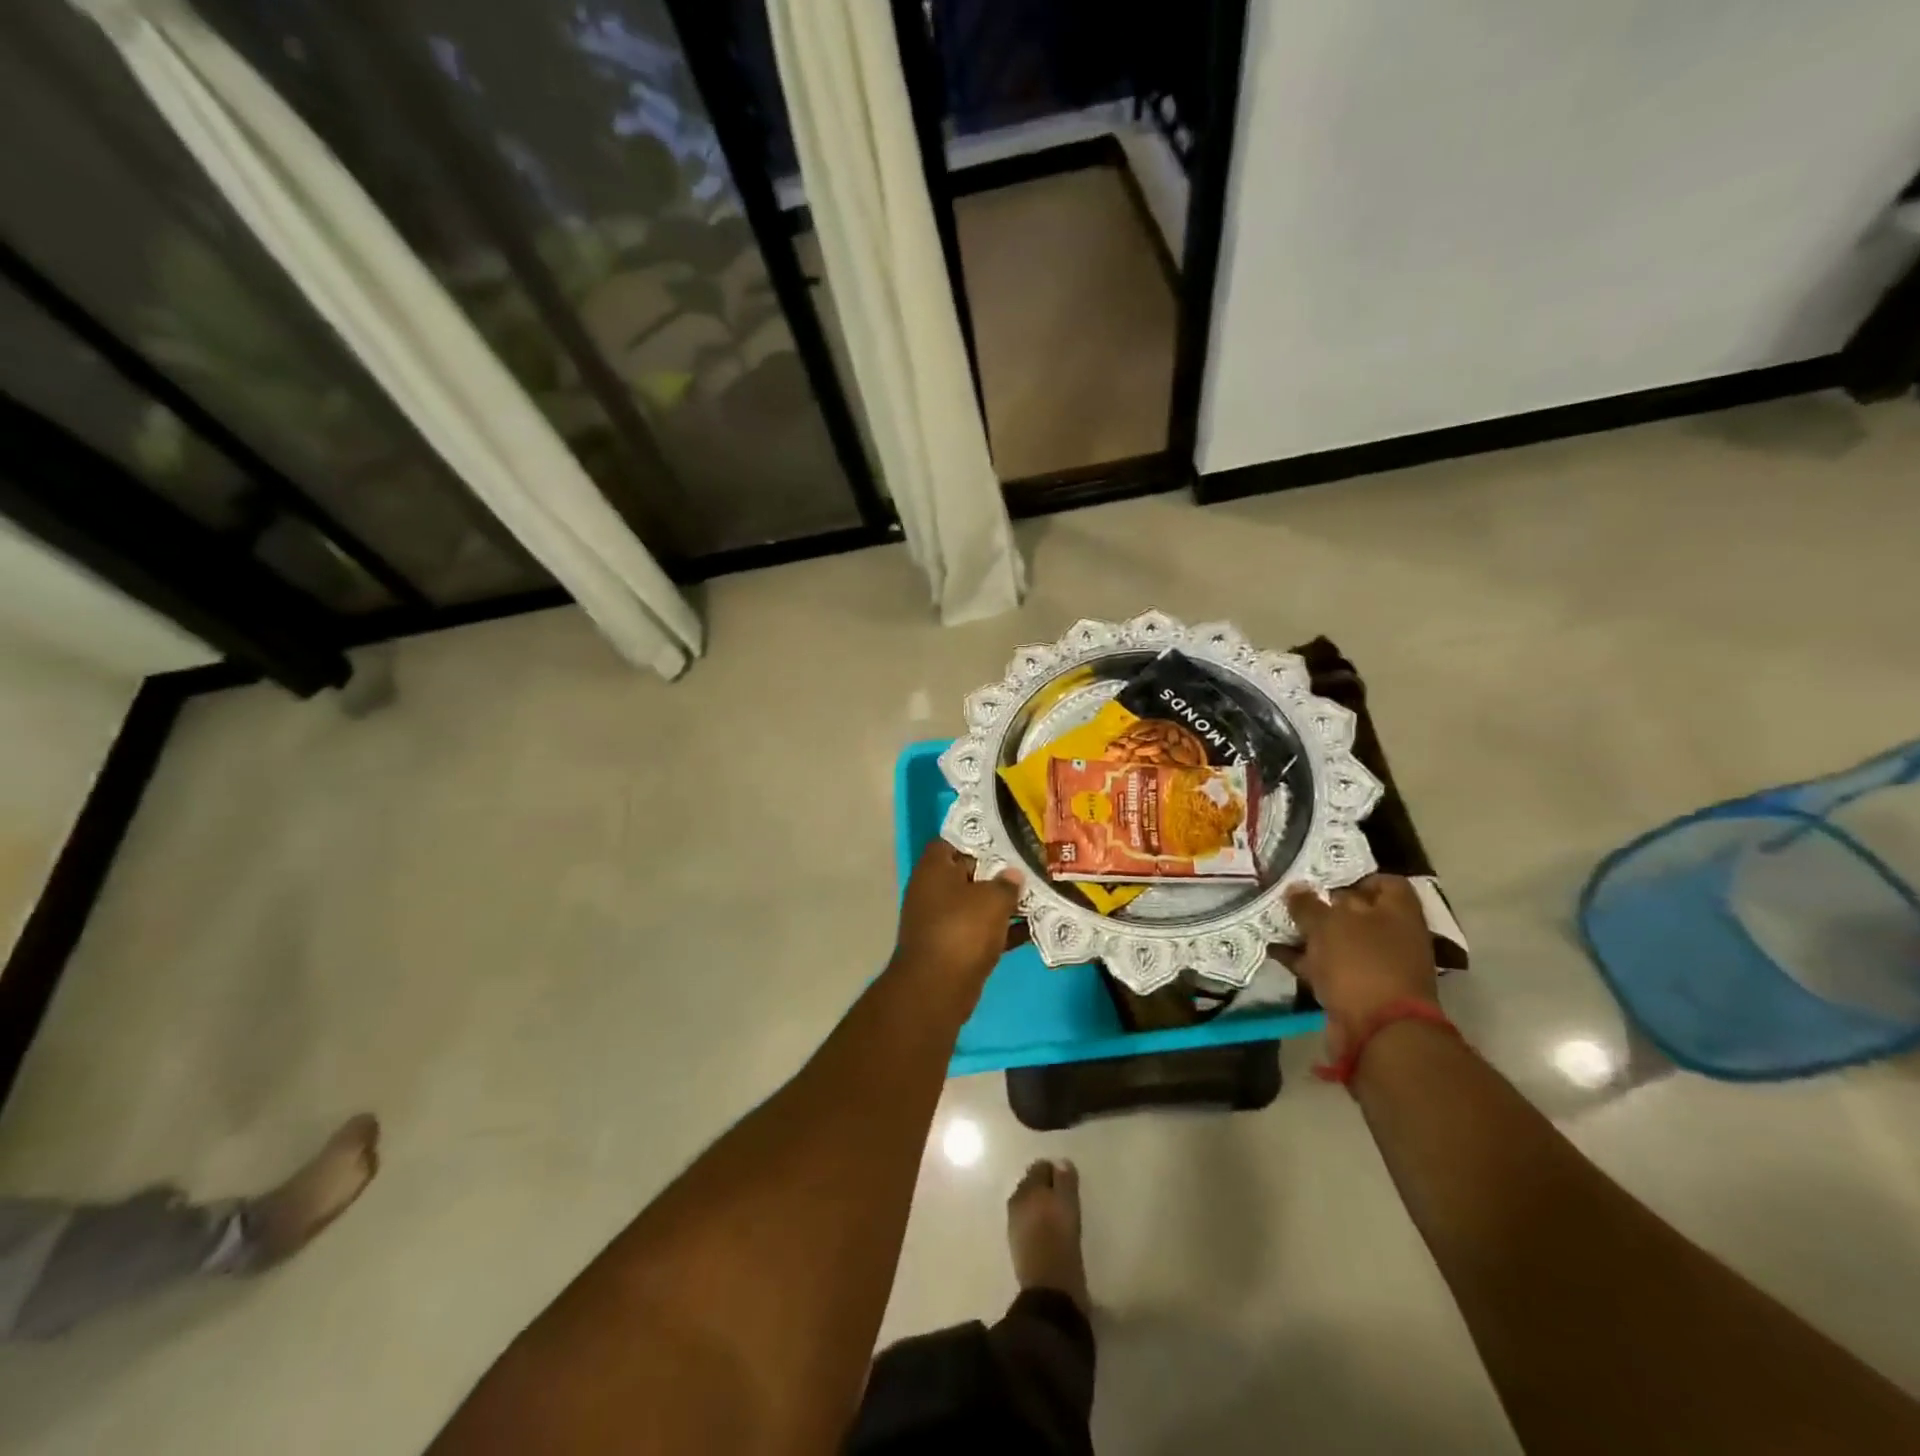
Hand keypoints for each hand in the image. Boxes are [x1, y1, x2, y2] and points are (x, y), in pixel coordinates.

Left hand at [893, 841, 1024, 991]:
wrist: (937, 988)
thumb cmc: (962, 930)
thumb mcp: (992, 899)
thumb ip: (1006, 883)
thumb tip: (1012, 875)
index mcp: (933, 869)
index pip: (952, 841)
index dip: (976, 837)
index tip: (1004, 837)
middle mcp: (932, 891)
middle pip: (967, 872)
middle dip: (997, 871)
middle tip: (1028, 864)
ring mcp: (941, 921)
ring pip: (976, 904)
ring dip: (1002, 903)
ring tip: (1037, 894)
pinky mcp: (952, 947)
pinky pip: (980, 931)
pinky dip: (1002, 930)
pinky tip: (1032, 929)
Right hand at [1285, 876, 1438, 1059]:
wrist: (1378, 1033)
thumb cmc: (1360, 964)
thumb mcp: (1328, 924)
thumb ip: (1308, 904)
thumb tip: (1296, 888)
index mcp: (1398, 912)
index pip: (1384, 882)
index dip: (1355, 876)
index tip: (1323, 877)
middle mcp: (1393, 936)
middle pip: (1357, 912)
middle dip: (1323, 905)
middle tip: (1289, 897)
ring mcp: (1377, 966)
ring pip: (1339, 941)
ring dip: (1310, 934)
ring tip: (1275, 921)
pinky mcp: (1359, 991)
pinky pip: (1329, 968)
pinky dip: (1306, 960)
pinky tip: (1276, 951)